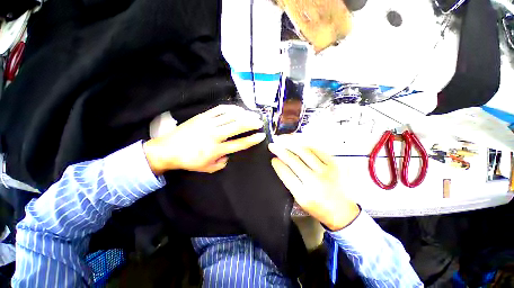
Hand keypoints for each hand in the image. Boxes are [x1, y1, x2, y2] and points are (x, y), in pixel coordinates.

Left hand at [144, 105, 265, 173]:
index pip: (240, 143)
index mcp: (216, 149)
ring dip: (244, 114)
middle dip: (252, 123)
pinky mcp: (202, 116)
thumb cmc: (189, 160)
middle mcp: (214, 135)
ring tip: (252, 114)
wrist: (167, 149)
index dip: (253, 139)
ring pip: (231, 116)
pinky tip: (238, 109)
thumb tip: (231, 153)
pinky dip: (231, 108)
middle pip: (238, 126)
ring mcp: (208, 123)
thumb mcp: (208, 168)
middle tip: (260, 122)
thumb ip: (223, 162)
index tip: (262, 135)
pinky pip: (220, 109)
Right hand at [269, 136, 359, 230]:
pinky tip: (298, 143)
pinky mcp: (334, 164)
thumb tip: (280, 163)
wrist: (344, 212)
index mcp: (304, 194)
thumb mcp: (300, 200)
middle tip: (272, 145)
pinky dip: (305, 145)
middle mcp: (315, 181)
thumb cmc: (319, 207)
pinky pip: (316, 150)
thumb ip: (289, 182)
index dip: (277, 164)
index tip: (272, 158)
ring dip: (291, 144)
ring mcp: (326, 170)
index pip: (286, 173)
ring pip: (304, 151)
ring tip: (282, 140)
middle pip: (293, 160)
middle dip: (280, 150)